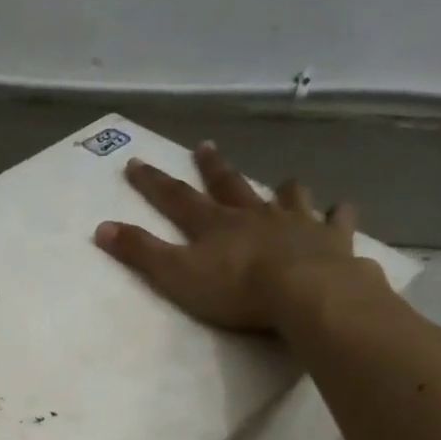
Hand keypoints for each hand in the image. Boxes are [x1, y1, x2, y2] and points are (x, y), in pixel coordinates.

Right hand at [94, 142, 387, 335]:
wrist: (305, 293)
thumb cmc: (236, 289)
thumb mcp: (176, 275)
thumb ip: (140, 253)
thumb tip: (100, 228)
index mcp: (215, 224)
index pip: (176, 198)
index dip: (153, 182)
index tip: (136, 162)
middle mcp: (253, 214)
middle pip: (229, 185)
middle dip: (213, 167)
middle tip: (205, 147)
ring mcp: (296, 222)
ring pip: (287, 195)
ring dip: (281, 188)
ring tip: (281, 182)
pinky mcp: (331, 238)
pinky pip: (336, 219)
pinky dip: (336, 214)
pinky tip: (340, 211)